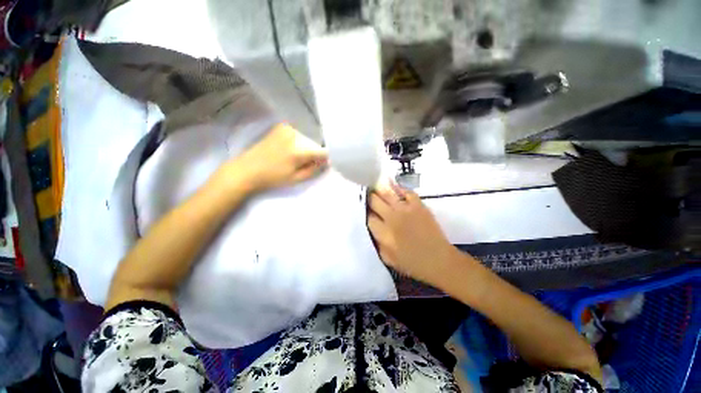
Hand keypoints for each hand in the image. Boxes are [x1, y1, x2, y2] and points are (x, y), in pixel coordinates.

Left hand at [218, 123, 328, 192]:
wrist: (247, 169)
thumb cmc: (272, 178)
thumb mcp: (296, 179)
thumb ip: (314, 169)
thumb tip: (327, 161)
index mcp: (299, 150)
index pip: (323, 151)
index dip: (325, 159)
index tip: (324, 164)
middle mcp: (295, 135)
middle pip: (314, 145)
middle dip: (314, 154)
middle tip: (306, 165)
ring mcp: (287, 129)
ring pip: (306, 140)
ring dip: (306, 149)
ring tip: (295, 159)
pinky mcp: (281, 127)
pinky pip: (298, 136)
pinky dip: (298, 143)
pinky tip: (289, 150)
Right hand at [367, 184, 460, 286]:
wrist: (439, 260)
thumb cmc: (412, 263)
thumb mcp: (387, 259)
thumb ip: (376, 242)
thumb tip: (371, 228)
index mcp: (383, 233)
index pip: (368, 216)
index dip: (364, 212)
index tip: (365, 211)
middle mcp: (392, 218)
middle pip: (374, 201)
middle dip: (369, 198)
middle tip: (368, 196)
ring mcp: (406, 209)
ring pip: (387, 193)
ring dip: (380, 189)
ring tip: (376, 186)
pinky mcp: (419, 206)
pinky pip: (406, 192)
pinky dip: (399, 188)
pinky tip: (394, 188)